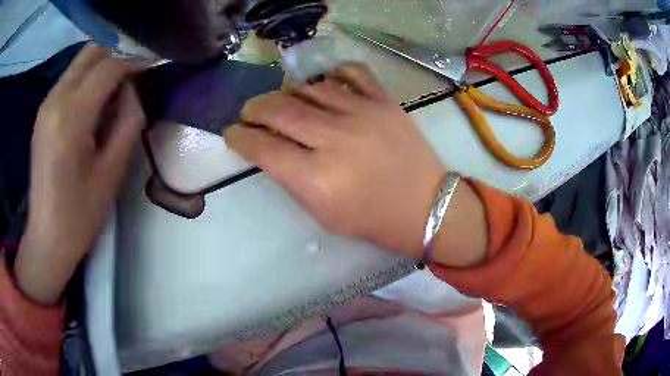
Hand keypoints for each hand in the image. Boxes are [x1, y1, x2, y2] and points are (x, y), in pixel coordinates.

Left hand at [14, 46, 144, 303]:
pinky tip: (96, 101)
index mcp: (71, 116)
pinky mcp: (43, 112)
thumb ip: (128, 121)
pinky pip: (70, 78)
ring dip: (102, 66)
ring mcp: (46, 103)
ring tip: (117, 89)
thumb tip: (133, 90)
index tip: (153, 65)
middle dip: (118, 54)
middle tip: (135, 74)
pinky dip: (87, 78)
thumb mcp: (112, 171)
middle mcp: (56, 99)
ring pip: (80, 62)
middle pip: (92, 52)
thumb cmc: (80, 213)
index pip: (109, 66)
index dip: (135, 61)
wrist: (47, 237)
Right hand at [225, 64, 450, 257]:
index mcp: (317, 179)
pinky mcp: (385, 101)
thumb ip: (291, 178)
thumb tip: (268, 147)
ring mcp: (363, 114)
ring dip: (286, 93)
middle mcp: (336, 139)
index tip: (232, 133)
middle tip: (249, 113)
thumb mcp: (322, 213)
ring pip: (309, 87)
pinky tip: (323, 85)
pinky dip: (331, 74)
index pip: (262, 147)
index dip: (239, 137)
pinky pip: (351, 72)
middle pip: (279, 109)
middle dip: (254, 109)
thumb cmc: (372, 220)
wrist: (425, 206)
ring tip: (283, 103)